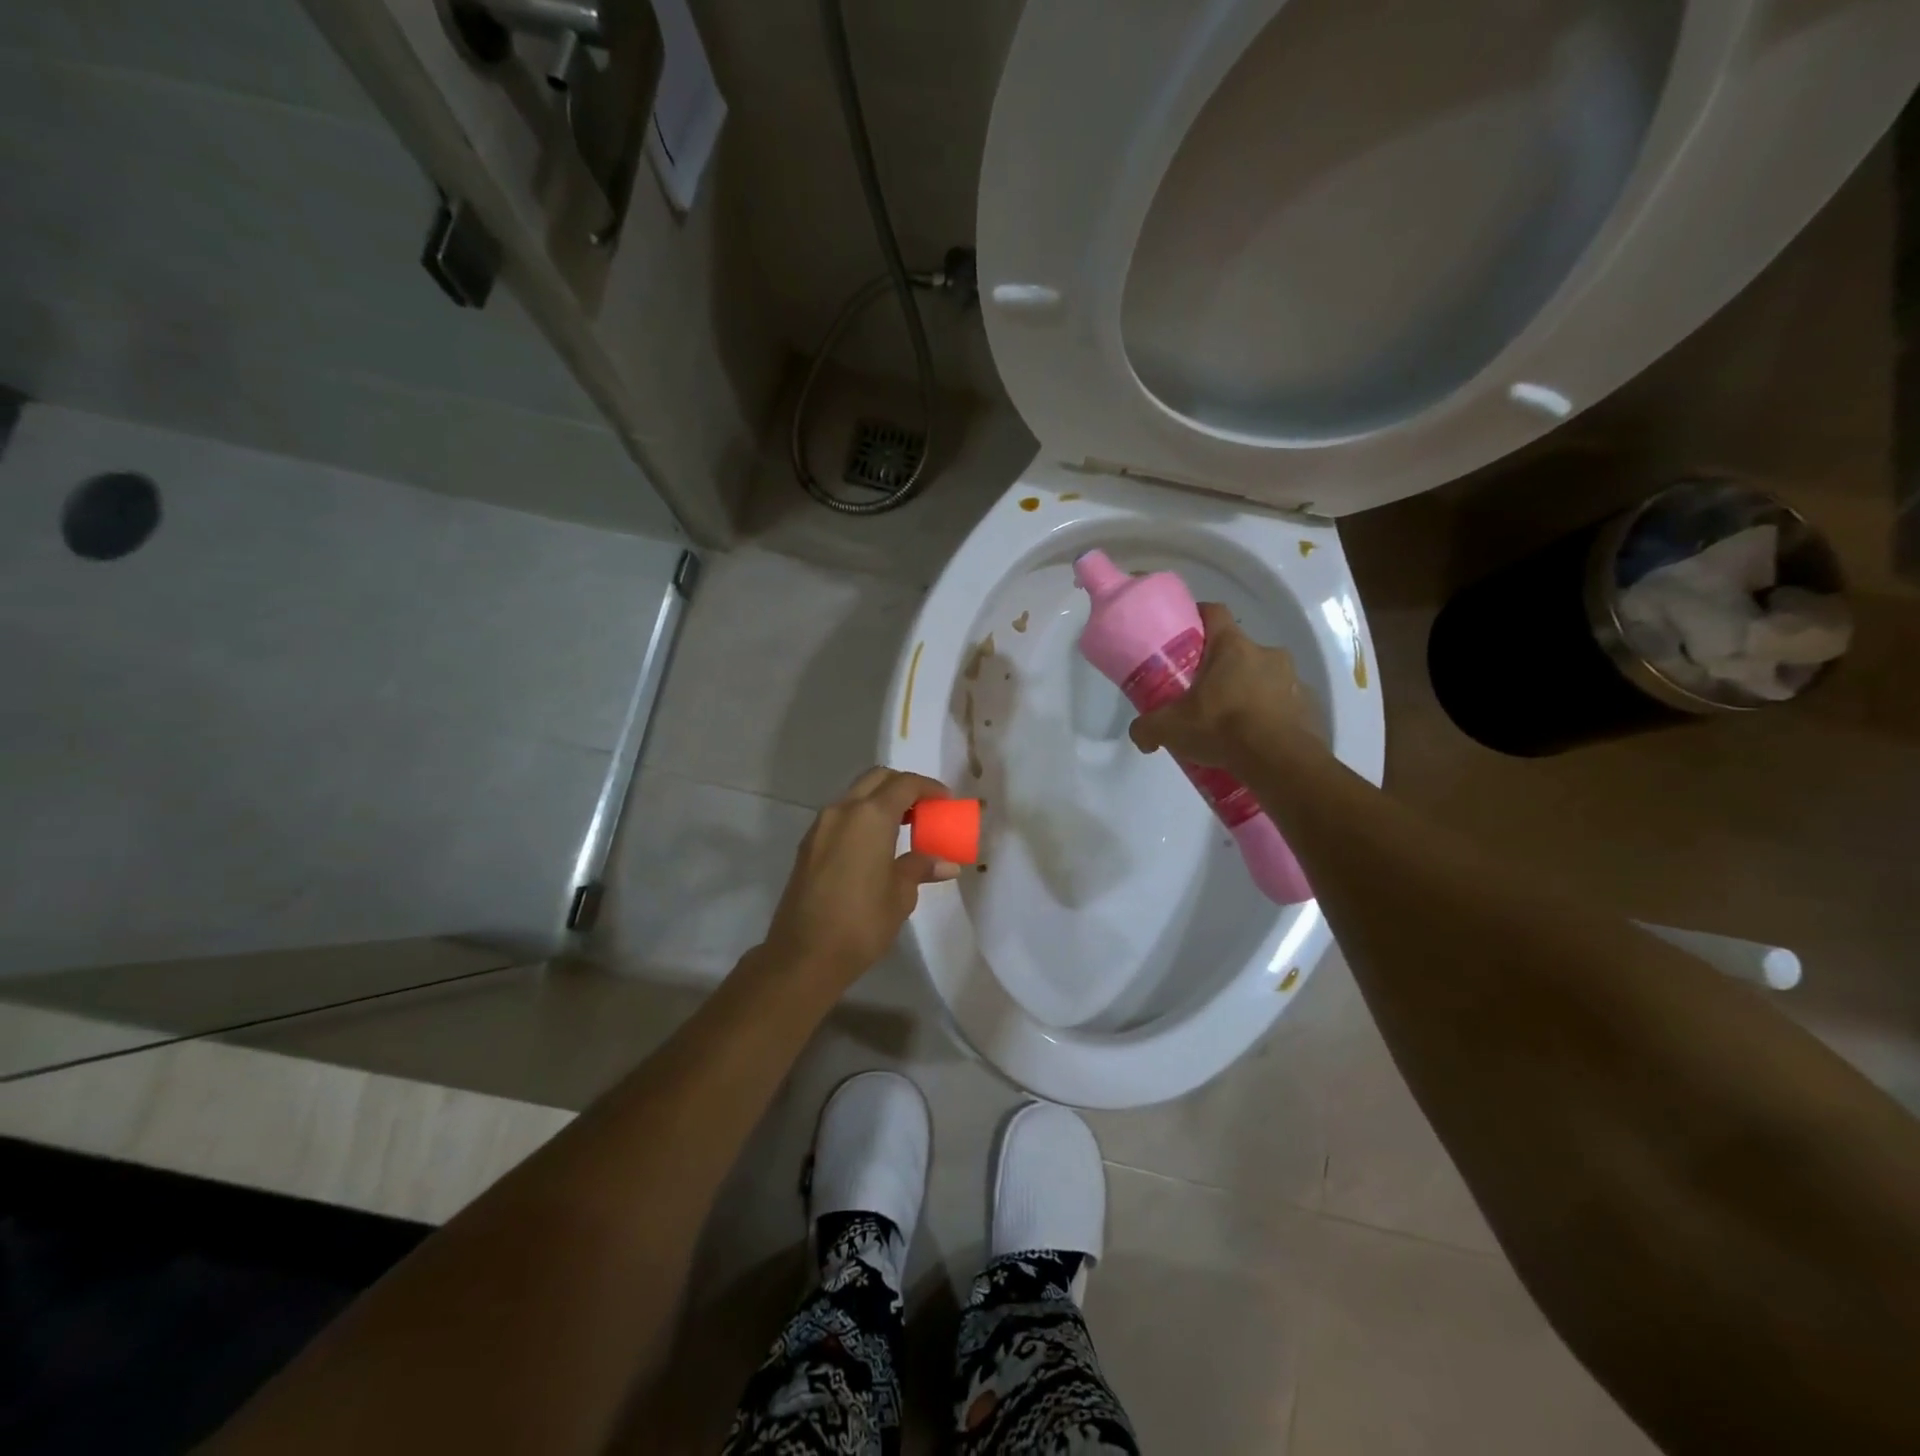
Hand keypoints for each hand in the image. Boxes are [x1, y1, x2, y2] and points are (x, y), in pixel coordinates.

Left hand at [762, 767, 960, 987]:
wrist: (804, 954)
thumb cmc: (861, 923)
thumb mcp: (901, 895)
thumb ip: (920, 868)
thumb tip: (946, 863)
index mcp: (870, 816)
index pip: (905, 784)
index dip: (929, 788)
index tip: (946, 801)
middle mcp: (842, 810)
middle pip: (876, 779)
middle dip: (902, 786)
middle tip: (924, 809)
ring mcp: (821, 826)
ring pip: (855, 795)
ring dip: (880, 801)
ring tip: (903, 828)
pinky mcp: (809, 845)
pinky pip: (841, 816)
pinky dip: (862, 818)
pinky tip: (876, 846)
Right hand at [1129, 602, 1325, 768]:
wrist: (1279, 762)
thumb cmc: (1221, 728)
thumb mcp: (1170, 729)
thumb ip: (1147, 727)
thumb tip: (1140, 735)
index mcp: (1232, 647)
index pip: (1214, 612)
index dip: (1198, 618)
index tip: (1186, 634)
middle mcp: (1266, 653)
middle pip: (1238, 650)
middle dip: (1221, 668)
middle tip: (1203, 694)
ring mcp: (1293, 679)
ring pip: (1263, 677)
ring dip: (1248, 691)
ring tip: (1231, 723)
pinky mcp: (1309, 706)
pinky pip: (1284, 703)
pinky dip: (1270, 715)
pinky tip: (1256, 739)